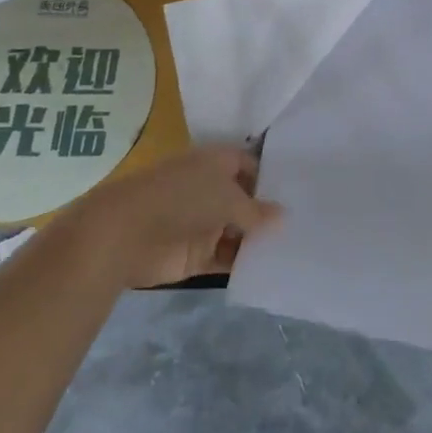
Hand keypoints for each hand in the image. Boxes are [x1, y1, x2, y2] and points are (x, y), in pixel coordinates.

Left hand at [60, 146, 279, 289]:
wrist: (126, 232)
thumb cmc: (182, 199)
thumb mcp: (228, 198)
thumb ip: (256, 210)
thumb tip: (283, 215)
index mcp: (216, 163)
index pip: (250, 165)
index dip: (271, 177)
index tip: (299, 193)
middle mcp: (211, 189)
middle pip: (245, 200)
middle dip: (268, 212)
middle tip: (305, 225)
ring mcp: (202, 222)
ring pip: (237, 231)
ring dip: (257, 240)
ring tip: (293, 250)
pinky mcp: (195, 254)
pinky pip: (225, 257)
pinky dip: (242, 263)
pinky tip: (268, 269)